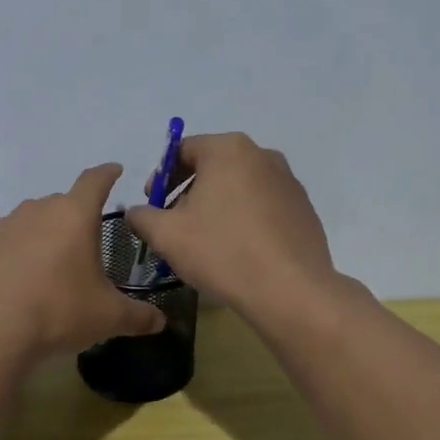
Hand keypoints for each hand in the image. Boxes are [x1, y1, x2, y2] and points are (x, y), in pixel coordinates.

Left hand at [0, 163, 166, 362]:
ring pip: (22, 216)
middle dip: (69, 221)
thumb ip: (138, 316)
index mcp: (75, 216)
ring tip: (35, 264)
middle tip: (75, 253)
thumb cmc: (58, 314)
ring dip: (32, 232)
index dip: (107, 174)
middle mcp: (37, 210)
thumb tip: (161, 322)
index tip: (114, 171)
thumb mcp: (108, 318)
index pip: (95, 181)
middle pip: (59, 203)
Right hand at [123, 132, 337, 317]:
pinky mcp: (303, 208)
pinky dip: (245, 219)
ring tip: (206, 241)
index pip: (183, 150)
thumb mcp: (167, 235)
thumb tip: (136, 211)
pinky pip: (263, 206)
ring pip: (239, 186)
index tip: (153, 205)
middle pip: (213, 166)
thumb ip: (142, 216)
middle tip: (175, 224)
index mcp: (228, 149)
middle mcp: (262, 154)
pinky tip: (238, 250)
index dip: (161, 177)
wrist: (290, 290)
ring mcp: (288, 181)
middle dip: (189, 192)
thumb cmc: (222, 252)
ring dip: (217, 206)